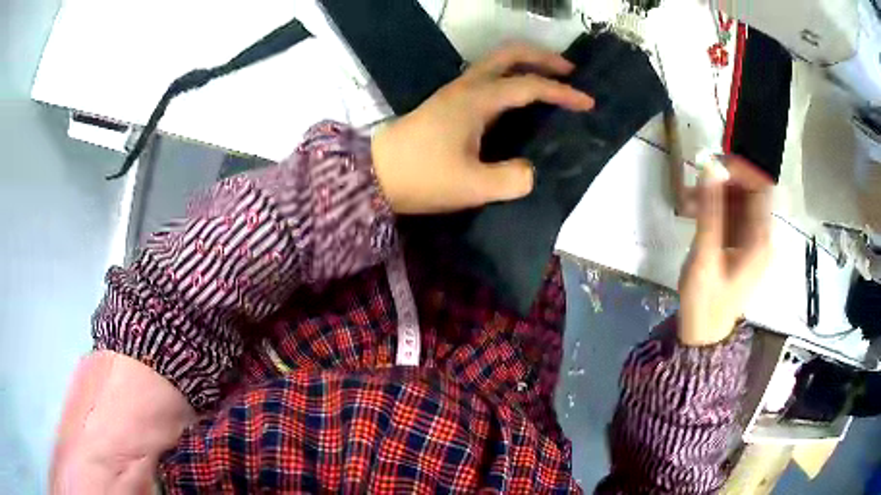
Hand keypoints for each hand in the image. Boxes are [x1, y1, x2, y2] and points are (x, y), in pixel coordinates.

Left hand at [371, 43, 594, 213]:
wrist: (374, 175)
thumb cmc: (421, 178)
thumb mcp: (471, 187)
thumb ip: (511, 180)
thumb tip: (531, 171)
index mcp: (477, 100)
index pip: (529, 86)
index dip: (562, 93)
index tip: (588, 103)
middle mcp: (467, 86)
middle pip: (509, 54)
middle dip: (543, 58)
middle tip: (570, 72)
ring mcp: (455, 91)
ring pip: (496, 63)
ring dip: (526, 64)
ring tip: (550, 80)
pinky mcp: (449, 102)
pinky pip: (487, 78)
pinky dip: (511, 78)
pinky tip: (519, 98)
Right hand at [677, 156, 772, 345]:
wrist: (703, 335)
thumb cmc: (706, 301)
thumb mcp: (705, 256)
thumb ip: (710, 210)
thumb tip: (710, 166)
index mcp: (761, 239)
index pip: (761, 187)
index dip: (741, 169)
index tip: (713, 164)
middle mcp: (762, 236)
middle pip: (749, 192)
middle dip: (723, 182)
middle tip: (696, 183)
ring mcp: (752, 241)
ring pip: (738, 202)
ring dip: (715, 195)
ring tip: (689, 201)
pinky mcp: (741, 245)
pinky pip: (732, 215)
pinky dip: (715, 208)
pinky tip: (695, 212)